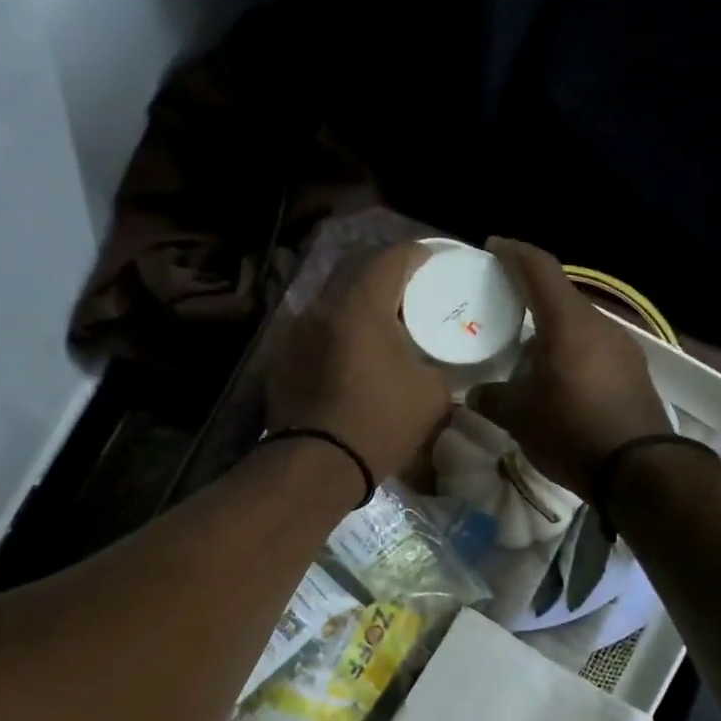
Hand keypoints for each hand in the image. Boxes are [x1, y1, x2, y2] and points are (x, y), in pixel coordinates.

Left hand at [266, 241, 453, 485]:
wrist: (316, 466)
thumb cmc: (379, 424)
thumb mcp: (432, 394)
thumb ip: (439, 365)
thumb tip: (437, 362)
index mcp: (361, 304)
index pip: (392, 256)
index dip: (419, 254)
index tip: (436, 265)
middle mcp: (322, 306)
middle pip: (356, 270)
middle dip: (386, 274)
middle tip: (411, 293)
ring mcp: (295, 331)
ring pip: (332, 299)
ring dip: (358, 303)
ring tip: (381, 325)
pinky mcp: (281, 358)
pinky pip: (316, 329)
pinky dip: (338, 331)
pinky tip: (351, 355)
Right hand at [468, 238, 670, 497]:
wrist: (640, 471)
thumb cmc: (572, 432)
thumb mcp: (519, 417)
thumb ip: (492, 398)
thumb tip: (475, 393)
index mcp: (568, 324)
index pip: (539, 269)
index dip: (513, 253)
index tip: (492, 247)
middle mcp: (600, 325)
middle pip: (560, 297)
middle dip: (529, 297)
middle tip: (501, 307)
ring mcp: (623, 348)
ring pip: (578, 326)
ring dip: (551, 331)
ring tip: (525, 352)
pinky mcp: (634, 372)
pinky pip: (594, 349)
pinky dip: (570, 352)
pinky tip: (557, 379)